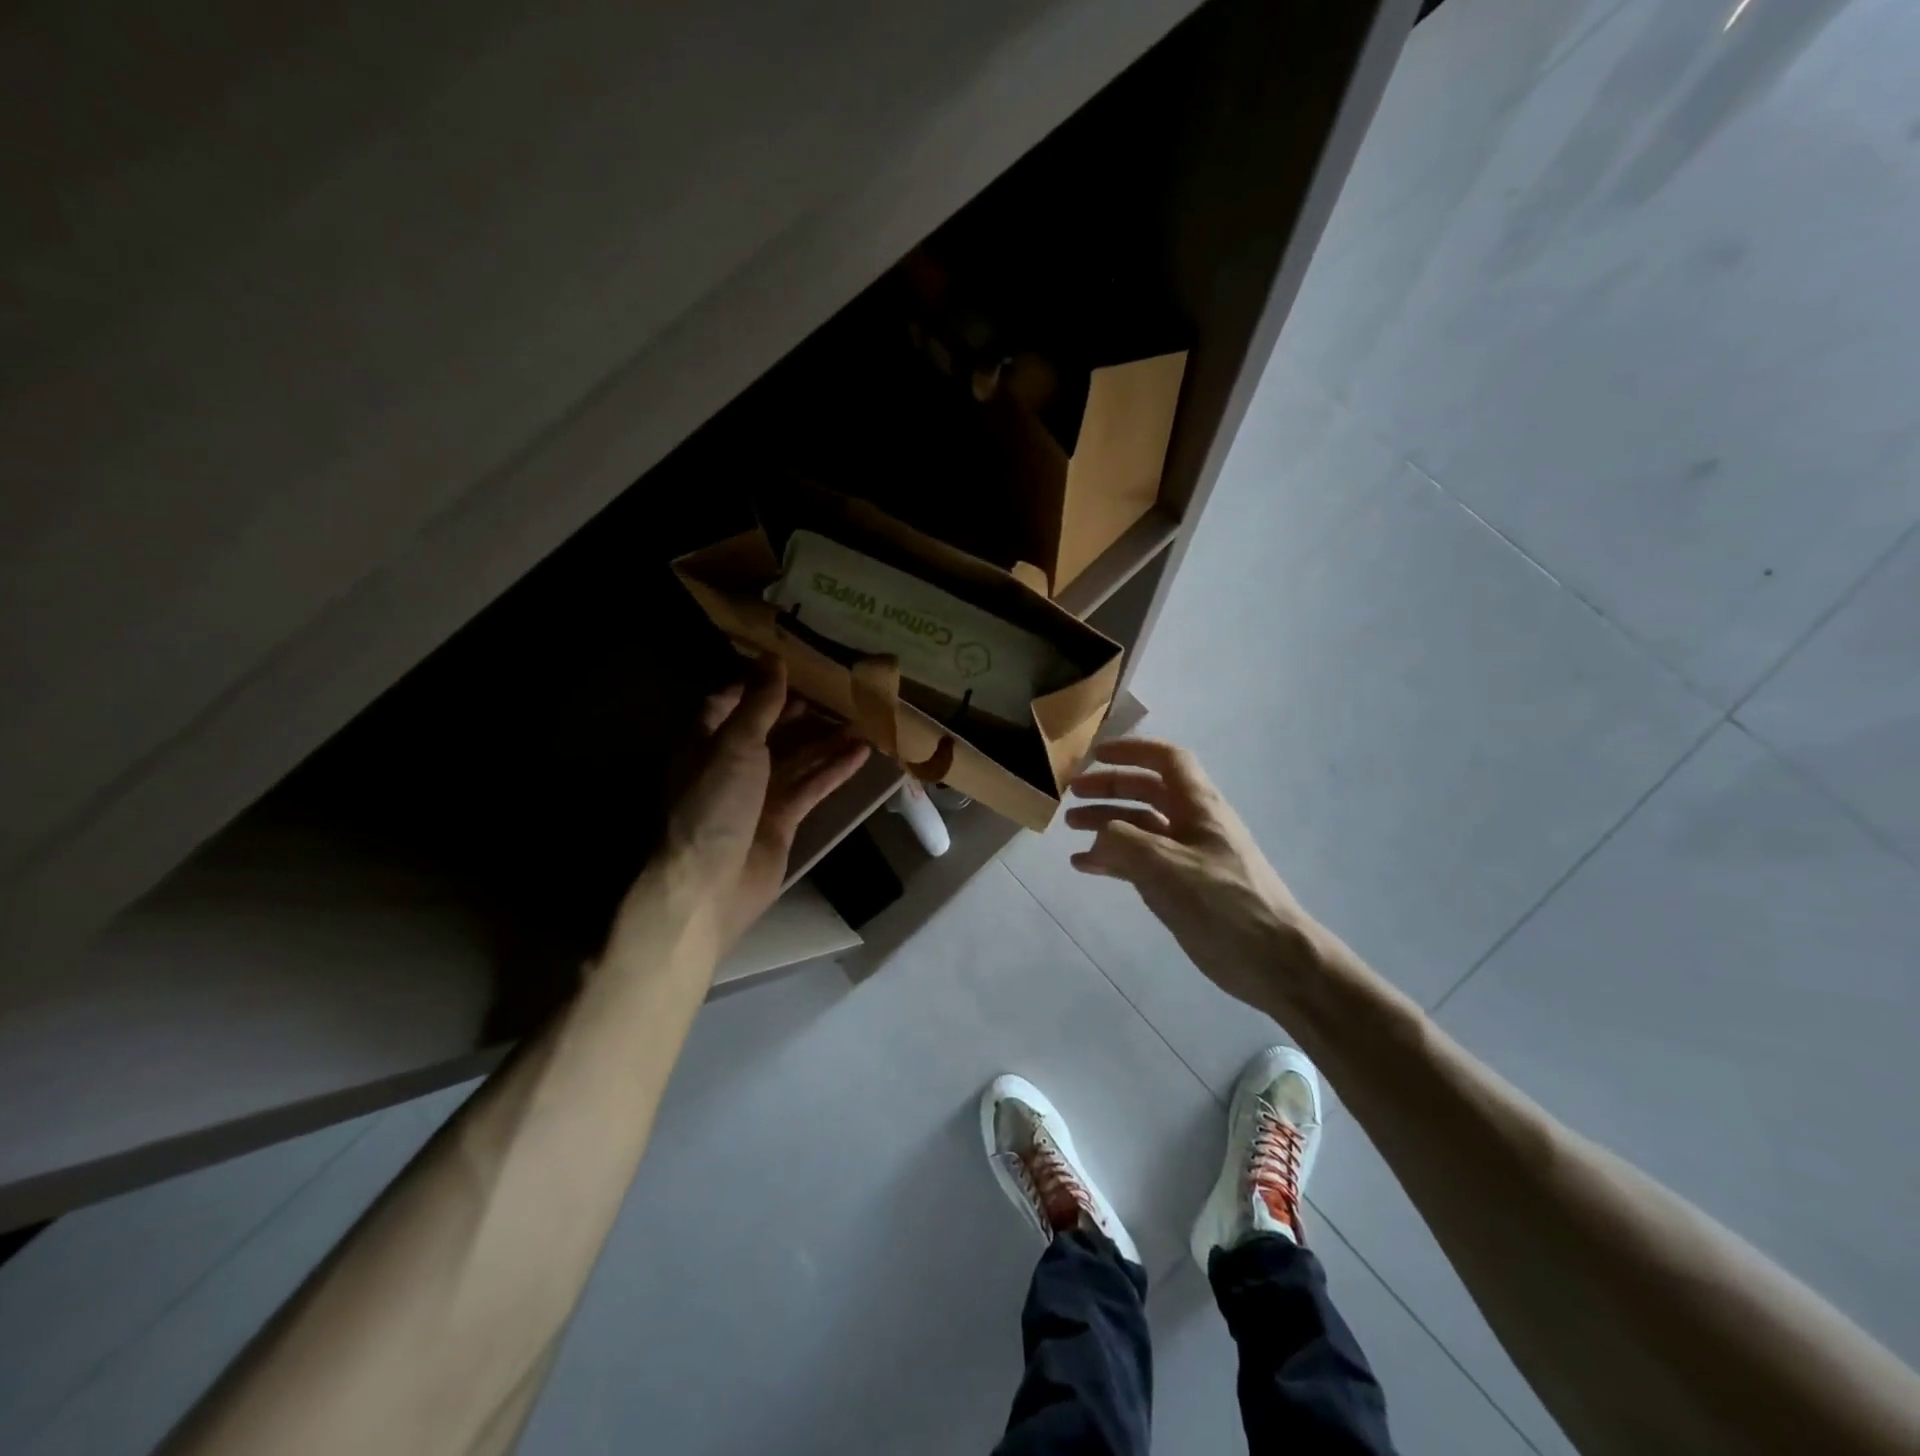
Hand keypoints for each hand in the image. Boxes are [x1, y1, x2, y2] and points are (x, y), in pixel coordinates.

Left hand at [654, 658, 869, 953]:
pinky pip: (810, 787)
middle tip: (835, 689)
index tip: (792, 664)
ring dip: (825, 739)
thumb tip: (774, 658)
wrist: (711, 884)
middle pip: (768, 730)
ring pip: (796, 758)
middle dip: (798, 711)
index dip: (757, 684)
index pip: (729, 703)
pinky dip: (834, 770)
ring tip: (860, 717)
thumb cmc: (714, 804)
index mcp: (706, 742)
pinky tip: (861, 752)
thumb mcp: (735, 744)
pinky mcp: (781, 820)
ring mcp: (757, 795)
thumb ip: (759, 704)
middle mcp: (730, 765)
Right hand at [1066, 738, 1324, 1012]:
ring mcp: (1187, 856)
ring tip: (1071, 829)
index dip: (1132, 750)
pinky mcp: (1182, 887)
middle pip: (1147, 791)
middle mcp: (1193, 823)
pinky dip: (1112, 859)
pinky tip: (1085, 866)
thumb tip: (1099, 837)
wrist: (1271, 959)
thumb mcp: (1166, 865)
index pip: (1167, 760)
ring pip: (1141, 827)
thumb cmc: (1222, 902)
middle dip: (1109, 787)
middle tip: (1072, 795)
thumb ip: (1124, 842)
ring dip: (1106, 822)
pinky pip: (1140, 862)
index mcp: (1199, 806)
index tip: (1095, 754)